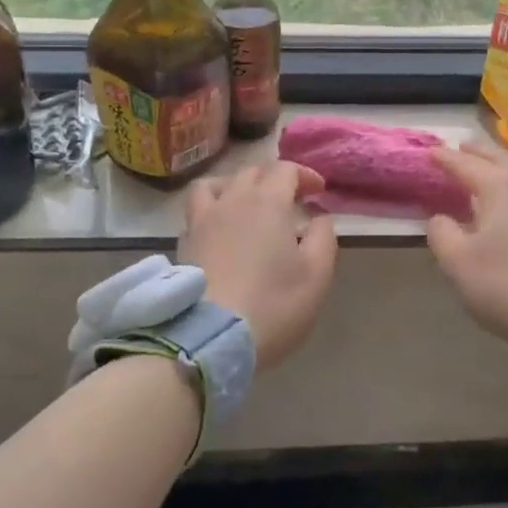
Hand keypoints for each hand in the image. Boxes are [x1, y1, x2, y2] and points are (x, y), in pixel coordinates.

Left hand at [181, 161, 337, 369]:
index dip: (305, 175)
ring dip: (235, 185)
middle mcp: (232, 200)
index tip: (318, 192)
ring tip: (245, 203)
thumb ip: (323, 237)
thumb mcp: (317, 273)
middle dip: (273, 178)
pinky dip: (212, 211)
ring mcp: (202, 220)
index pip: (286, 169)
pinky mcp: (184, 244)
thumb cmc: (273, 303)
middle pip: (252, 171)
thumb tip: (318, 217)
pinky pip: (196, 212)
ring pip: (215, 184)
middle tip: (289, 199)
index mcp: (268, 201)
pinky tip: (220, 231)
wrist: (210, 337)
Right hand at [426, 143, 507, 364]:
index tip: (431, 152)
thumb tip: (440, 218)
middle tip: (461, 149)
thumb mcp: (457, 262)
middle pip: (500, 156)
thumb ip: (442, 233)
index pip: (466, 164)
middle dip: (478, 152)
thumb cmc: (505, 285)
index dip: (446, 158)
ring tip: (500, 165)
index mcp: (499, 185)